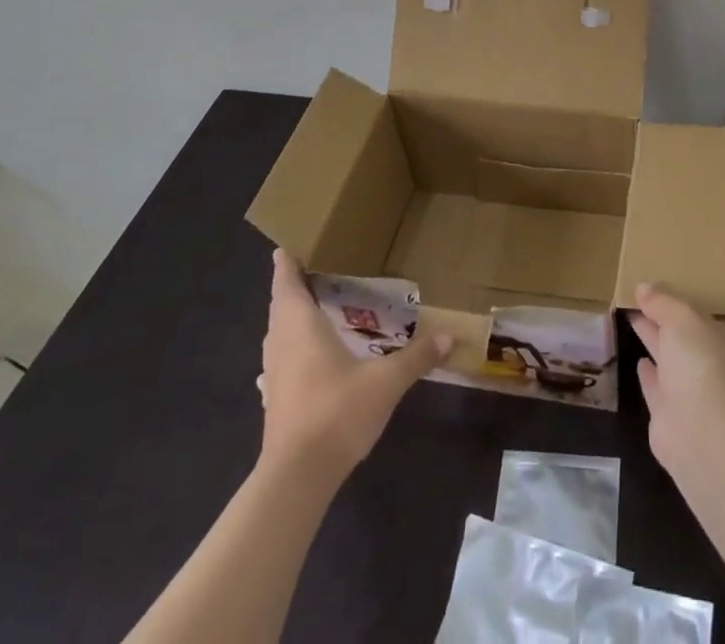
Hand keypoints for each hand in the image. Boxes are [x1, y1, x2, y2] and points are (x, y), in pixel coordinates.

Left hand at [255, 249, 451, 478]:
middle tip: (314, 269)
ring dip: (289, 318)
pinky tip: (306, 357)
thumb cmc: (336, 412)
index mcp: (301, 326)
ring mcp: (273, 375)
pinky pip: (280, 360)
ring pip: (277, 334)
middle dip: (292, 287)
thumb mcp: (386, 382)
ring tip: (313, 307)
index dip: (286, 263)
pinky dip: (290, 348)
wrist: (296, 478)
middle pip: (280, 306)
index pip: (286, 284)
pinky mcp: (274, 401)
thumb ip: (416, 357)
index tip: (289, 246)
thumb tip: (451, 335)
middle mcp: (281, 344)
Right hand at [629, 282, 724, 464]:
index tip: (671, 291)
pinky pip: (661, 388)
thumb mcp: (682, 316)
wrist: (701, 433)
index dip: (693, 303)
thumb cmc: (703, 362)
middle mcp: (724, 368)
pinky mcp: (677, 419)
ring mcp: (701, 396)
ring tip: (635, 319)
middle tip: (643, 299)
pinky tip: (639, 361)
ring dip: (656, 342)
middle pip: (692, 337)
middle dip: (669, 320)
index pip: (716, 316)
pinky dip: (651, 375)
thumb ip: (663, 300)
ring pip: (674, 361)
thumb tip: (644, 287)